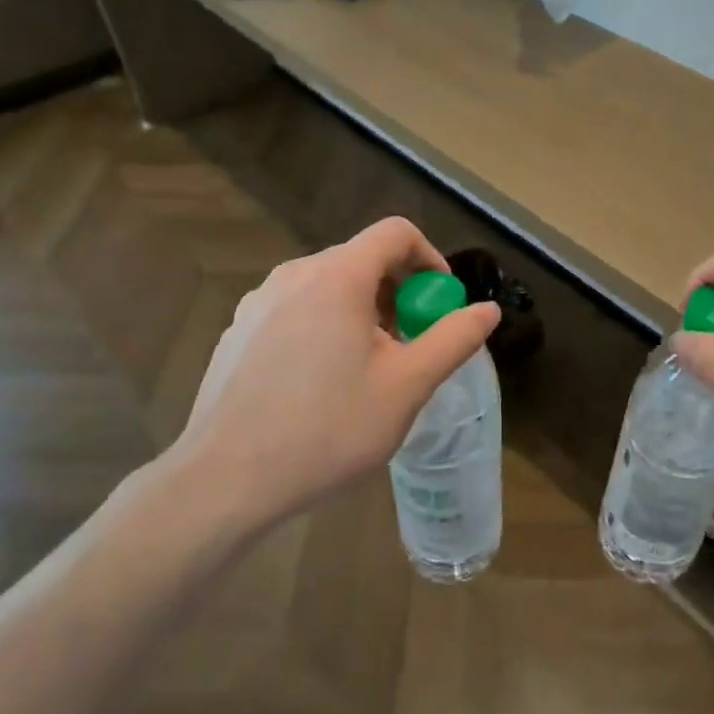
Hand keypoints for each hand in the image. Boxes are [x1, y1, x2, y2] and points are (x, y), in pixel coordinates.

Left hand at [161, 218, 498, 537]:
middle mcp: (294, 274)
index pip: (395, 233)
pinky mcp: (237, 331)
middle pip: (361, 259)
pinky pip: (296, 309)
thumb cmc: (327, 428)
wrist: (225, 481)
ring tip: (368, 368)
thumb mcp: (407, 386)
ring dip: (362, 311)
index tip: (439, 303)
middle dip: (398, 292)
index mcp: (337, 276)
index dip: (429, 258)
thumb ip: (454, 340)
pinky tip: (320, 383)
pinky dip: (324, 325)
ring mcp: (258, 302)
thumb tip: (488, 311)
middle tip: (409, 344)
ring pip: (328, 285)